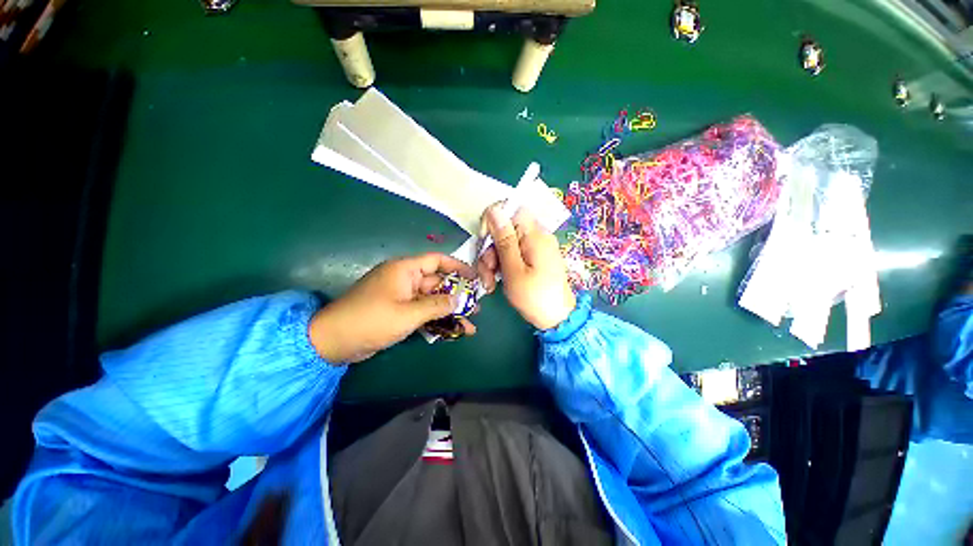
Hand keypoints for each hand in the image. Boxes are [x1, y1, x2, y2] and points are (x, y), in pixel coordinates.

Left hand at [309, 253, 476, 363]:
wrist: (333, 342)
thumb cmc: (371, 320)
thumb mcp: (408, 313)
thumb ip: (436, 305)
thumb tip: (459, 300)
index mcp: (405, 270)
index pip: (437, 261)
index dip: (458, 266)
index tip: (474, 277)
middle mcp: (405, 280)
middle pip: (438, 283)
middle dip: (457, 296)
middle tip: (477, 307)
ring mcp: (402, 297)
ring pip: (432, 300)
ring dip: (449, 312)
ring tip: (470, 323)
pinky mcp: (399, 312)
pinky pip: (423, 312)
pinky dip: (436, 320)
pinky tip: (453, 331)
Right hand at [477, 203, 575, 329]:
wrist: (557, 319)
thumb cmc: (534, 298)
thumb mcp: (514, 270)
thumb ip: (504, 240)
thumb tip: (494, 209)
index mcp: (536, 236)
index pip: (512, 210)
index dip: (494, 221)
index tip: (484, 241)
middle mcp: (538, 237)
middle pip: (505, 230)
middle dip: (490, 250)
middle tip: (486, 273)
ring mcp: (536, 247)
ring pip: (505, 244)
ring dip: (493, 261)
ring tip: (489, 284)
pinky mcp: (534, 258)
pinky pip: (513, 253)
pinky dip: (502, 265)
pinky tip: (496, 282)